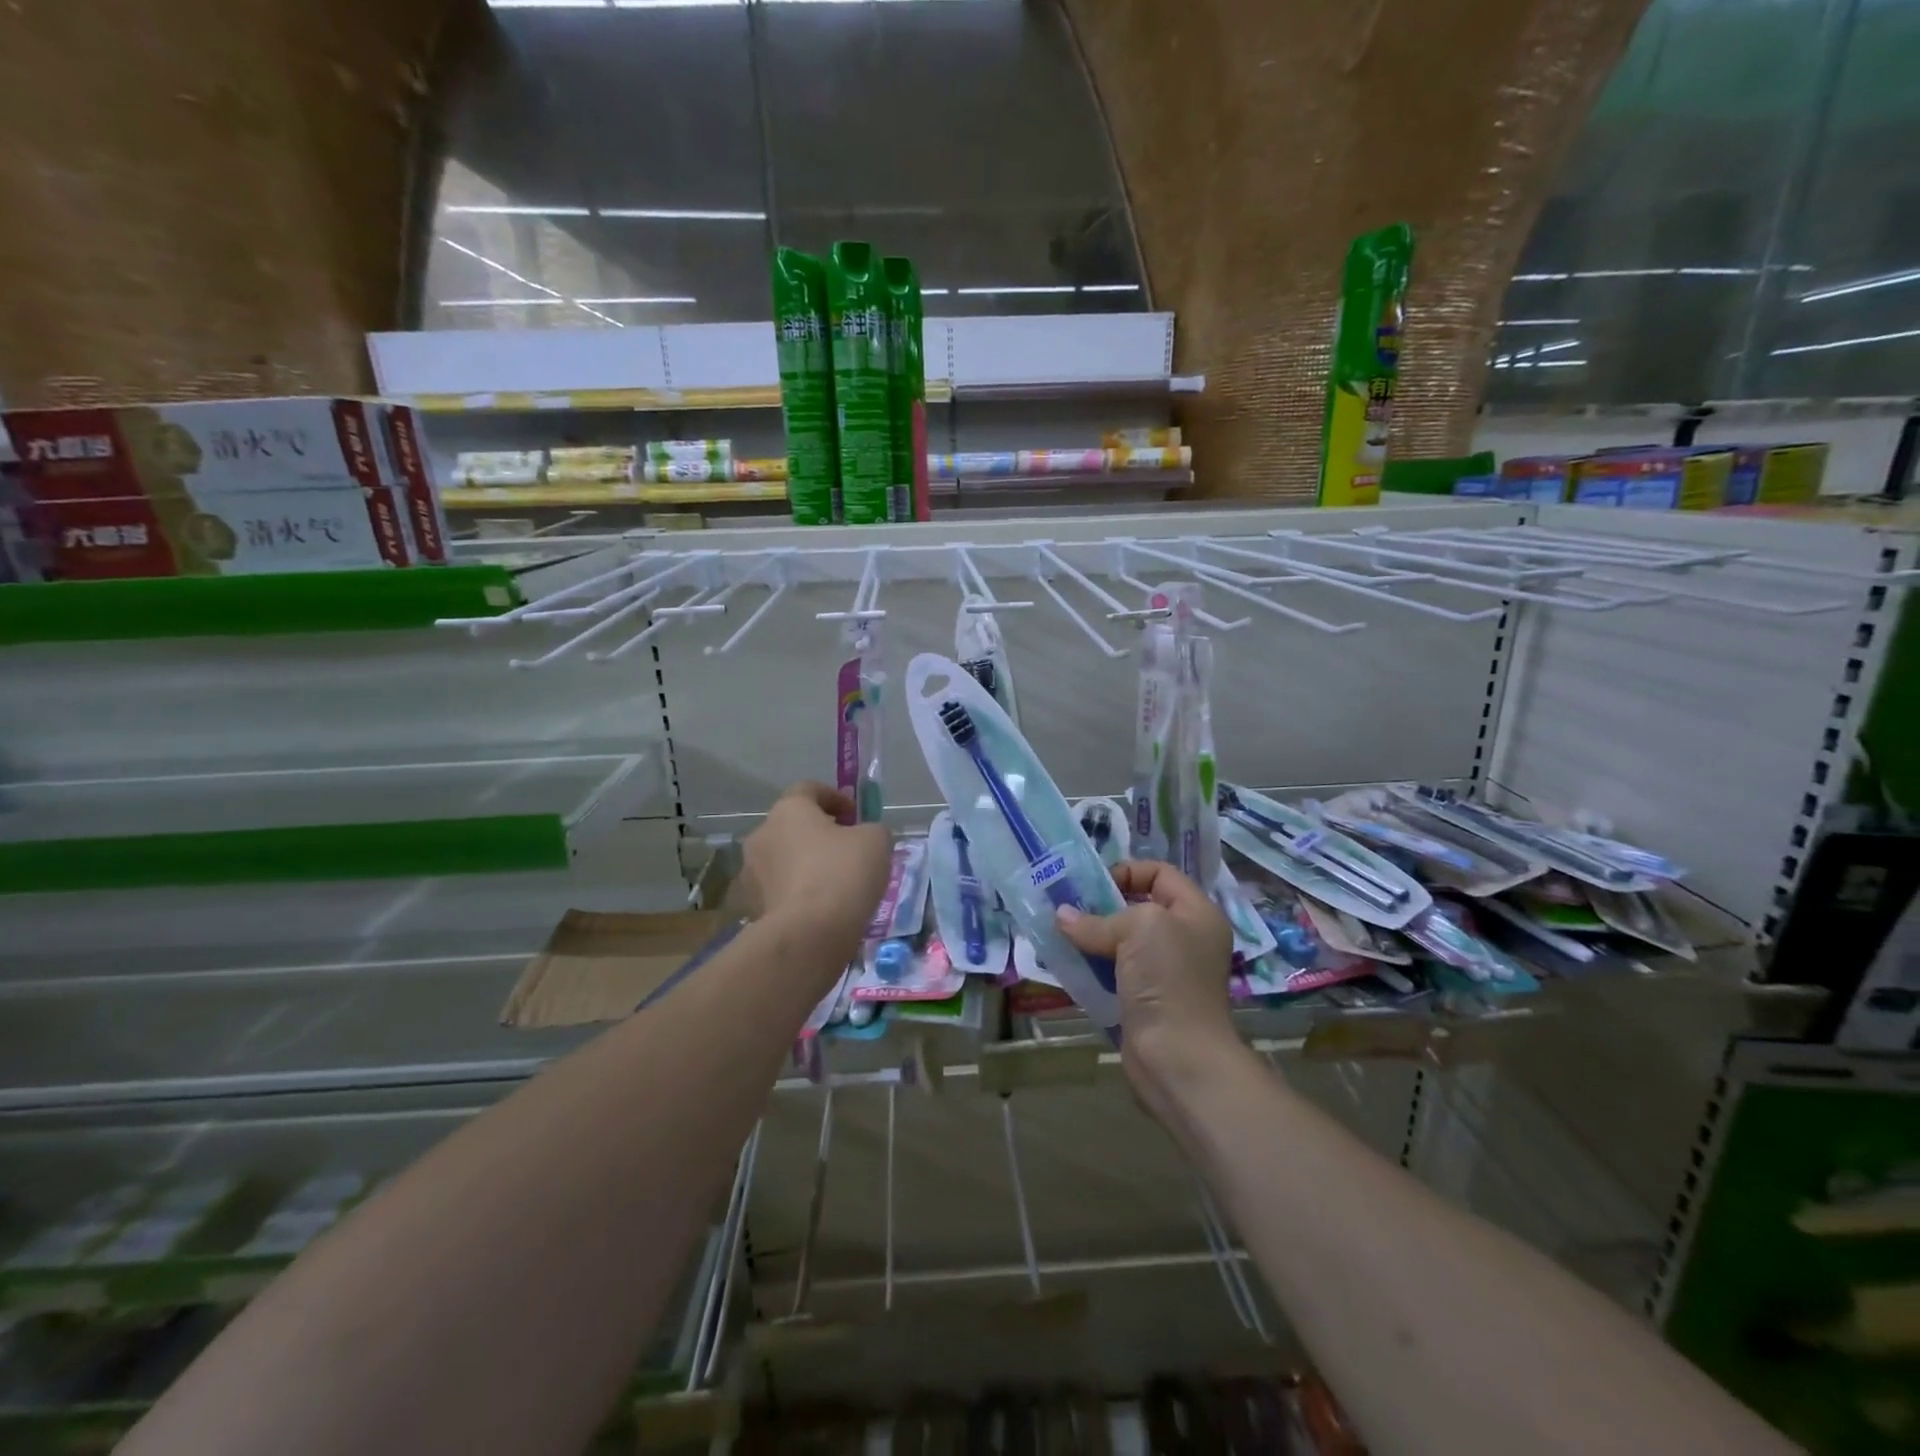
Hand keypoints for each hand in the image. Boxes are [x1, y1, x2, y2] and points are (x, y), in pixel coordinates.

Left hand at [741, 782, 891, 953]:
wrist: (809, 935)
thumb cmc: (843, 874)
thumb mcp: (876, 840)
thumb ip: (871, 829)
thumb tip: (863, 837)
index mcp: (788, 810)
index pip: (808, 789)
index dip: (835, 797)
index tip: (855, 815)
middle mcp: (762, 835)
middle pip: (792, 825)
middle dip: (819, 832)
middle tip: (847, 848)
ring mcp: (752, 873)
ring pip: (784, 858)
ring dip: (805, 863)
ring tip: (835, 883)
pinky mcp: (752, 906)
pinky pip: (780, 889)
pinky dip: (798, 892)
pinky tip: (821, 907)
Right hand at [1055, 861, 1238, 1121]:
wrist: (1178, 1056)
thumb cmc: (1168, 979)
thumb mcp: (1138, 929)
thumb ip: (1098, 919)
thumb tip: (1061, 917)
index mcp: (1196, 913)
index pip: (1160, 873)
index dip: (1127, 871)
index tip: (1093, 886)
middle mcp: (1184, 938)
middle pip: (1138, 906)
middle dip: (1101, 905)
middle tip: (1066, 906)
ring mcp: (1165, 971)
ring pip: (1122, 941)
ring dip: (1091, 936)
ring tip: (1060, 933)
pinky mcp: (1145, 998)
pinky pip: (1114, 970)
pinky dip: (1091, 965)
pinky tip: (1067, 962)